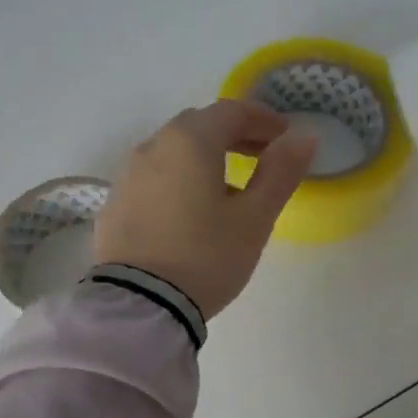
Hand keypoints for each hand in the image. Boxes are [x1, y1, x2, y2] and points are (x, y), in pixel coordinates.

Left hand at [95, 99, 317, 318]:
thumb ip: (280, 172)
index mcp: (189, 141)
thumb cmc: (205, 257)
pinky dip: (177, 180)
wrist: (140, 305)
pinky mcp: (114, 205)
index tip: (285, 136)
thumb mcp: (254, 218)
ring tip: (227, 188)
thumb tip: (304, 137)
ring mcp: (127, 176)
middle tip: (261, 156)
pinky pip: (152, 179)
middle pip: (198, 126)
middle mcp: (152, 147)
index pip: (232, 111)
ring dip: (203, 158)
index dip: (263, 119)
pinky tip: (189, 212)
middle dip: (233, 134)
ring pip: (172, 152)